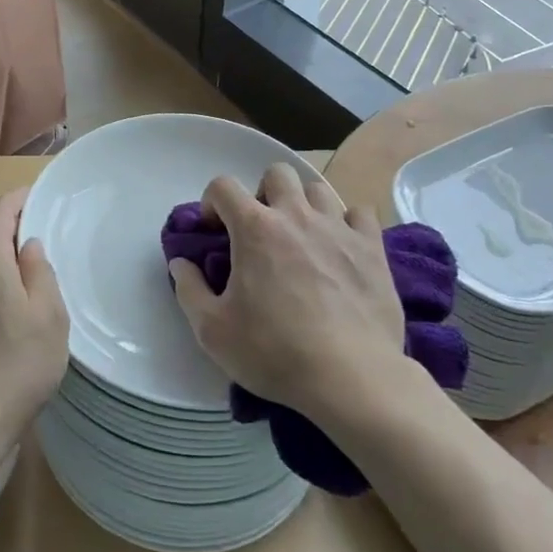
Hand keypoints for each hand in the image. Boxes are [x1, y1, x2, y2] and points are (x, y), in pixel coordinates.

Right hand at [170, 163, 404, 419]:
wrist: (351, 378)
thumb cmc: (274, 352)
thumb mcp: (212, 331)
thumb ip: (188, 290)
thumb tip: (180, 263)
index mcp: (254, 228)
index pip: (223, 185)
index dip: (212, 202)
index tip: (214, 230)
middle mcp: (295, 215)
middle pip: (277, 173)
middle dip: (263, 193)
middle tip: (262, 230)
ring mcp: (338, 227)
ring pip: (318, 189)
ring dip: (305, 206)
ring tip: (302, 238)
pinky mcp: (372, 248)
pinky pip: (360, 213)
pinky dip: (348, 223)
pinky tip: (342, 248)